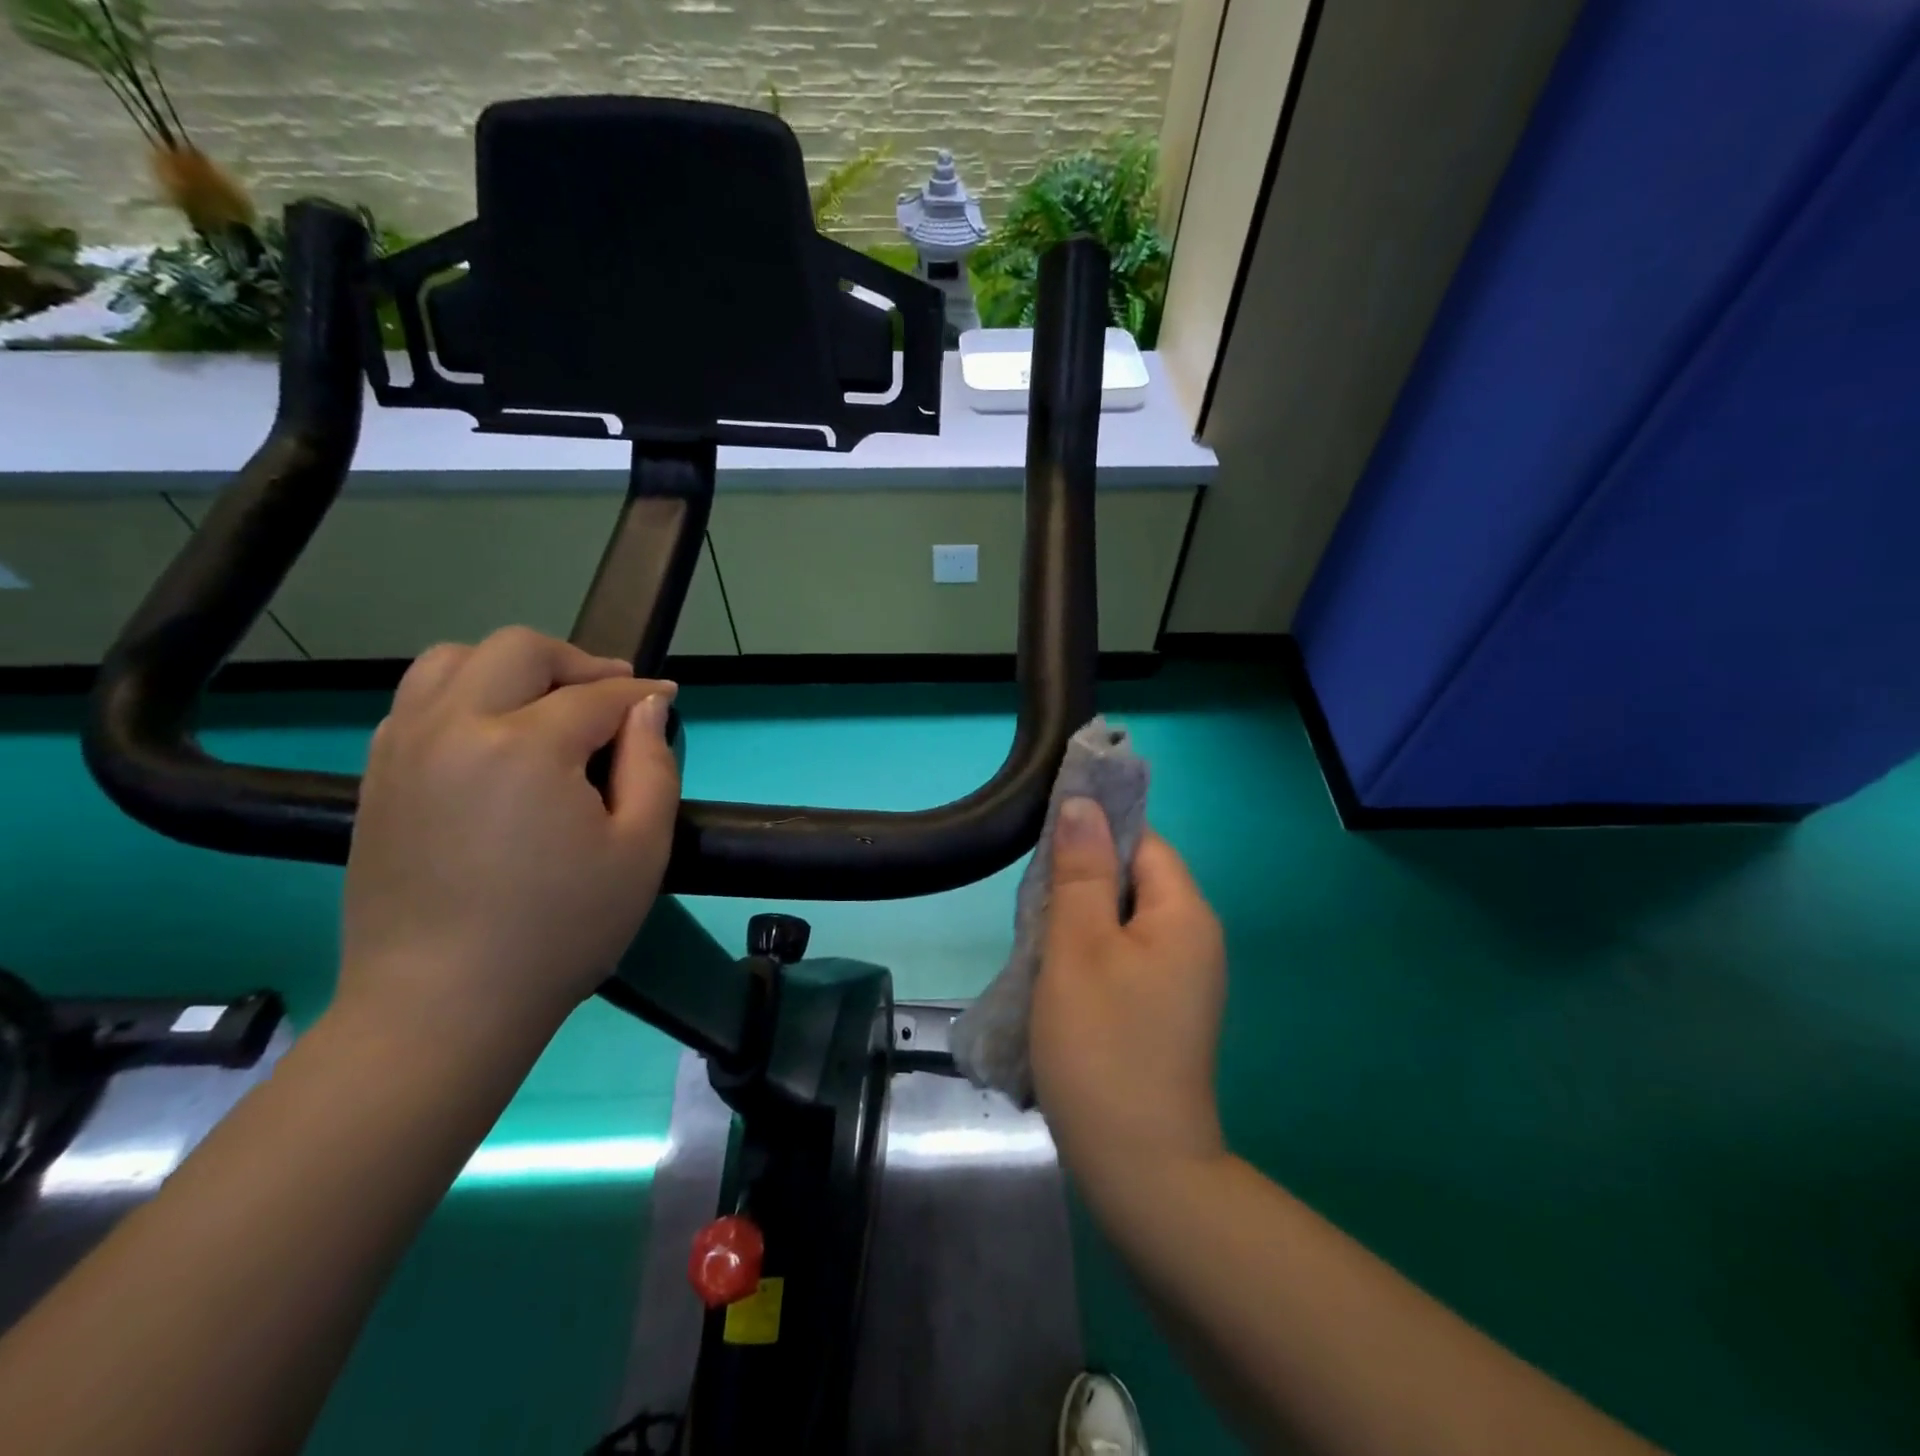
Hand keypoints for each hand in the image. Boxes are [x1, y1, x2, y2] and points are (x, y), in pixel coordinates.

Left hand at [338, 628, 680, 1047]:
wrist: (443, 1006)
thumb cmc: (561, 931)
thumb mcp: (641, 850)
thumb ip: (653, 765)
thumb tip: (648, 706)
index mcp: (525, 746)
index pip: (597, 695)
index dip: (642, 693)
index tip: (668, 696)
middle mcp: (454, 727)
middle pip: (518, 650)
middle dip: (576, 663)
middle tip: (611, 697)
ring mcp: (403, 748)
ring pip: (453, 660)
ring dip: (511, 669)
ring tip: (546, 706)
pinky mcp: (377, 777)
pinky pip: (418, 701)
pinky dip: (464, 695)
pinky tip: (495, 737)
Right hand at [1031, 799, 1227, 1207]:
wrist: (1139, 1169)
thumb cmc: (1102, 1046)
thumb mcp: (1079, 947)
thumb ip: (1081, 870)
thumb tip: (1083, 803)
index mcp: (1184, 913)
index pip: (1142, 840)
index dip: (1095, 832)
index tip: (1044, 848)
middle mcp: (1195, 939)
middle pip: (1134, 879)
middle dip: (1081, 882)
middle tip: (1033, 905)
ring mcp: (1182, 979)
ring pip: (1124, 921)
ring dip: (1080, 922)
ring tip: (1038, 943)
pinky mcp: (1164, 1011)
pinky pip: (1126, 957)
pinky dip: (1090, 956)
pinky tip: (1058, 979)